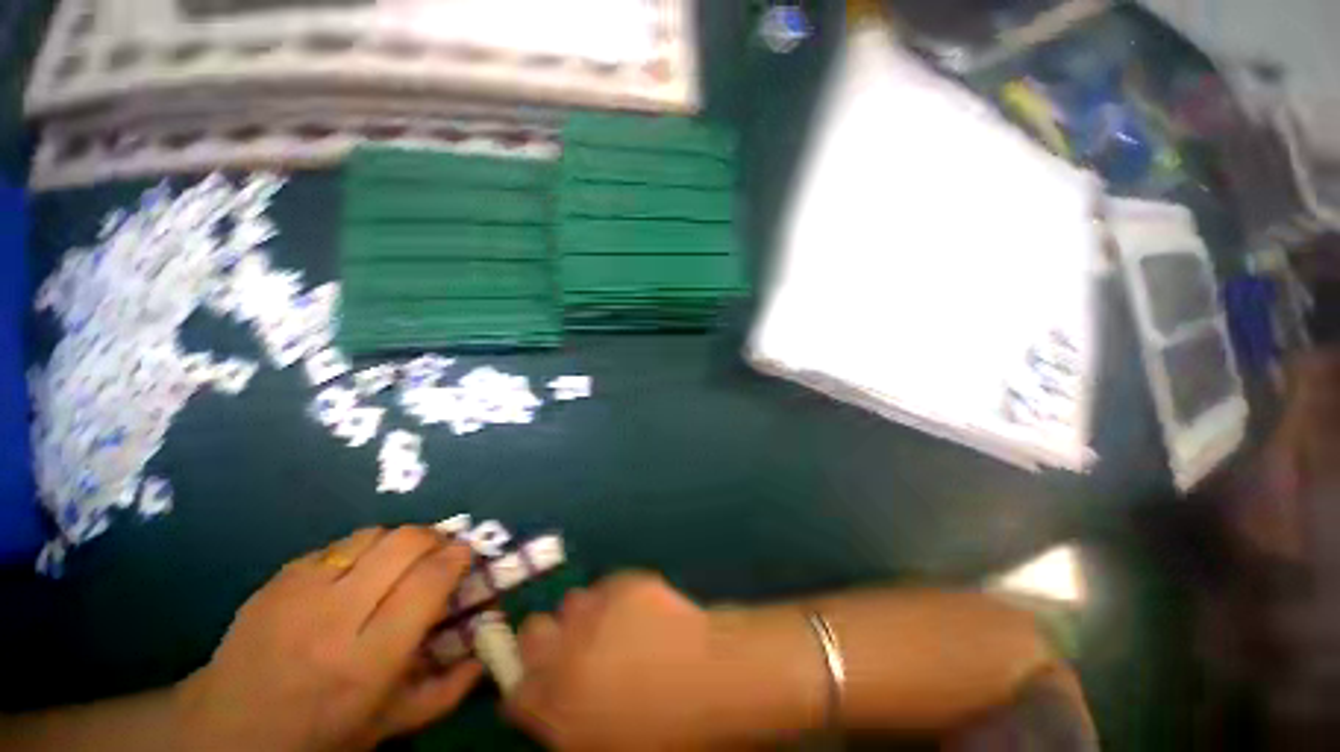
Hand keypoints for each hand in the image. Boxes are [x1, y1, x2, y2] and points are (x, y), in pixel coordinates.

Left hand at [175, 527, 483, 751]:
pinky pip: (337, 544)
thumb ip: (445, 692)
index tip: (466, 552)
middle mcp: (334, 617)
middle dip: (433, 537)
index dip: (456, 558)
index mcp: (367, 661)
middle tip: (439, 549)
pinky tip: (357, 572)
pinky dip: (361, 549)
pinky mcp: (277, 579)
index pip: (428, 583)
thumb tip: (486, 652)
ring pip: (372, 534)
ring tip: (401, 558)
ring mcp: (299, 592)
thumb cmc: (316, 736)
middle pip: (404, 544)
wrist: (224, 732)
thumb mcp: (386, 727)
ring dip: (398, 539)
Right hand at [506, 574, 819, 750]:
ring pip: (570, 602)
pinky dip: (613, 598)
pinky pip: (605, 586)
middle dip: (544, 642)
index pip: (515, 693)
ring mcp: (595, 611)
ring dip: (583, 616)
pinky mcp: (624, 583)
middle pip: (531, 632)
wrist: (717, 681)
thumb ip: (574, 731)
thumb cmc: (671, 735)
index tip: (539, 687)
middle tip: (572, 651)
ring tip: (610, 628)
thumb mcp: (611, 748)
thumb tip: (564, 710)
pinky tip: (639, 611)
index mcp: (559, 709)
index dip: (527, 689)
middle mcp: (566, 654)